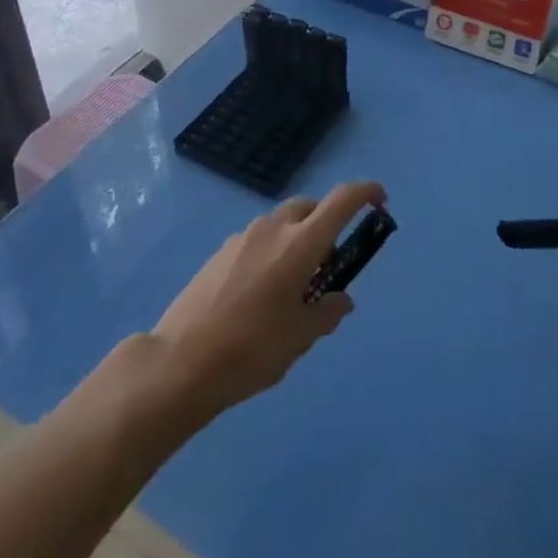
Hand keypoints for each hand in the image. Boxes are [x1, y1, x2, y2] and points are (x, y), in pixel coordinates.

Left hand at [145, 181, 385, 418]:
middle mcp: (273, 229)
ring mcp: (242, 237)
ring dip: (297, 239)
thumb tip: (341, 300)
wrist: (178, 364)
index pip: (342, 200)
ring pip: (281, 223)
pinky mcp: (219, 253)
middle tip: (328, 264)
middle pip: (310, 207)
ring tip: (292, 286)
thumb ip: (326, 313)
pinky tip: (260, 293)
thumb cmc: (251, 350)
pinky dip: (271, 251)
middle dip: (326, 223)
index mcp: (300, 244)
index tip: (380, 200)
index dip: (365, 193)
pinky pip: (258, 240)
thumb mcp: (299, 338)